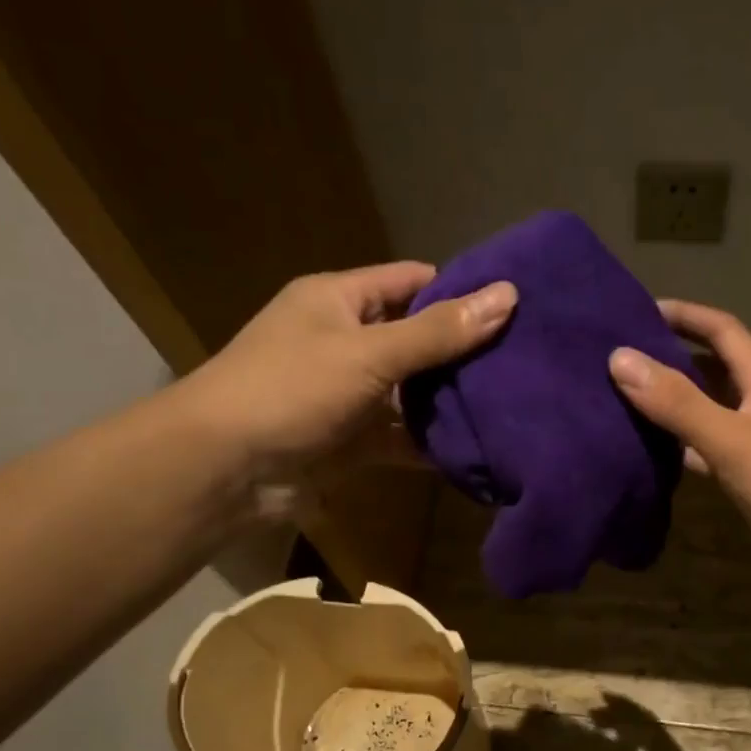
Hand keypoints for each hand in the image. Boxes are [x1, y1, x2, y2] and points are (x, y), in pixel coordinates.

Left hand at [178, 261, 515, 481]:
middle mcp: (345, 341)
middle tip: (525, 362)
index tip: (514, 307)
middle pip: (416, 339)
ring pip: (412, 392)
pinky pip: (401, 436)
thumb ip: (439, 331)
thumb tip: (508, 295)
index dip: (459, 290)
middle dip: (463, 352)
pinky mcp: (352, 441)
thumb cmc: (291, 389)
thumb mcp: (369, 352)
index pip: (411, 282)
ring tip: (514, 404)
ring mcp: (348, 395)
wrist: (225, 468)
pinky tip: (478, 449)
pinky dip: (431, 444)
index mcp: (339, 300)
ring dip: (451, 401)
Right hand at [608, 301, 750, 590]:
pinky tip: (651, 452)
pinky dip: (682, 447)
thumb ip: (677, 401)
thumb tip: (619, 357)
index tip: (638, 310)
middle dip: (672, 357)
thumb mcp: (732, 438)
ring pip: (709, 411)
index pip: (723, 330)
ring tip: (624, 399)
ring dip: (674, 404)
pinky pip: (709, 450)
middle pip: (714, 369)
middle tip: (621, 357)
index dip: (685, 315)